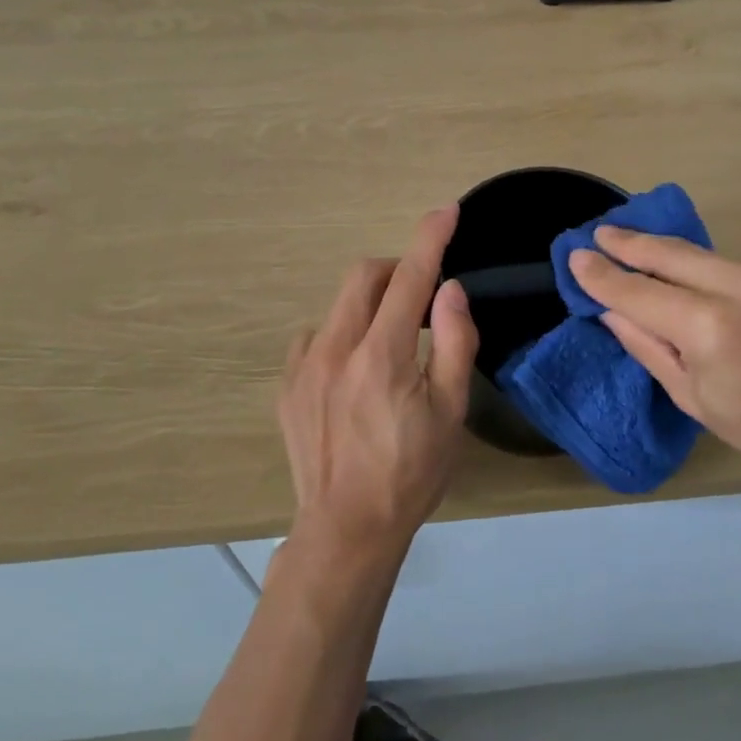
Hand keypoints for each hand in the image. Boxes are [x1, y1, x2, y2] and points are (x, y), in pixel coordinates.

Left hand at [279, 205, 478, 567]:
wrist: (346, 529)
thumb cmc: (411, 473)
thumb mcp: (450, 412)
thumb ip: (454, 343)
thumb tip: (450, 290)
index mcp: (382, 355)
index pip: (409, 277)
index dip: (430, 237)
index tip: (445, 210)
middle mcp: (335, 349)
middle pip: (363, 276)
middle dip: (396, 270)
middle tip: (421, 300)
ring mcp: (302, 366)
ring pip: (338, 306)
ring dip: (369, 306)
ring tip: (388, 347)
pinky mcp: (286, 386)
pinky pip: (314, 336)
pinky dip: (340, 335)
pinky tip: (351, 371)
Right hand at [568, 228, 740, 497]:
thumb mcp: (696, 400)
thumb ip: (649, 347)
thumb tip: (611, 311)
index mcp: (711, 329)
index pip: (639, 292)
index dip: (603, 275)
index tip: (576, 257)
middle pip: (670, 254)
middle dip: (629, 243)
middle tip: (599, 233)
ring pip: (702, 255)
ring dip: (664, 251)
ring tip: (632, 245)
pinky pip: (733, 266)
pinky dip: (702, 268)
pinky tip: (688, 274)